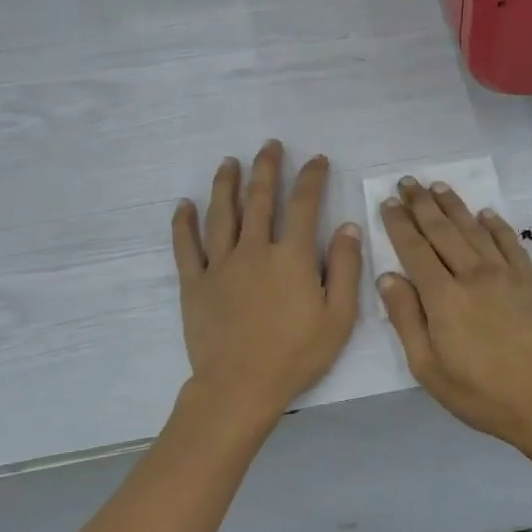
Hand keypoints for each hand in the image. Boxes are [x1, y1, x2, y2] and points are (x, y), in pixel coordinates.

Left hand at [172, 141, 362, 421]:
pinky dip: (184, 223)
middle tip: (269, 146)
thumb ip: (345, 269)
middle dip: (266, 168)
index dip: (311, 178)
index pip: (304, 205)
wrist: (240, 386)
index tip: (316, 159)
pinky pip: (186, 246)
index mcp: (292, 257)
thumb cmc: (296, 355)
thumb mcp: (338, 317)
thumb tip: (348, 226)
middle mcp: (254, 250)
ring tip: (229, 162)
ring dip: (225, 184)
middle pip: (259, 199)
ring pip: (221, 214)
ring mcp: (220, 264)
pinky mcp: (195, 283)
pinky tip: (183, 205)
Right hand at [378, 177, 531, 453]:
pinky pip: (511, 244)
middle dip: (422, 204)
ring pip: (474, 231)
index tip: (388, 202)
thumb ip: (406, 319)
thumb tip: (388, 277)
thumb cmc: (480, 394)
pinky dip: (496, 226)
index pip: (414, 250)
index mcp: (443, 298)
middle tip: (408, 181)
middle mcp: (473, 276)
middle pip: (443, 231)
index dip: (399, 224)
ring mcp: (506, 276)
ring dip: (454, 206)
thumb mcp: (428, 368)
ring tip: (438, 186)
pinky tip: (486, 214)